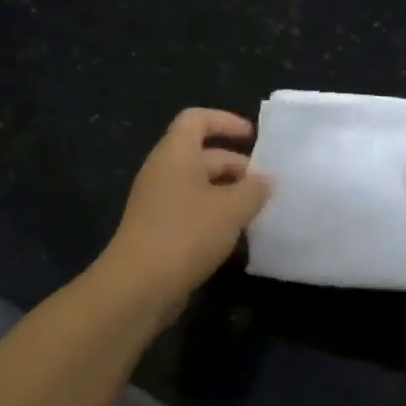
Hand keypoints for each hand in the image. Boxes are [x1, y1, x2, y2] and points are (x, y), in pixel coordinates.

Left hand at [97, 108, 270, 313]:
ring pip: (199, 186)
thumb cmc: (187, 233)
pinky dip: (215, 216)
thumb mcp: (231, 209)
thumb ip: (254, 190)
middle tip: (266, 185)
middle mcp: (163, 172)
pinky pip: (192, 211)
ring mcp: (158, 203)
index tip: (252, 136)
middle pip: (202, 155)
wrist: (139, 285)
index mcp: (175, 154)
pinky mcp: (159, 231)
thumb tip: (266, 180)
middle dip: (236, 166)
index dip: (225, 121)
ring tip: (258, 211)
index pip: (196, 119)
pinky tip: (236, 235)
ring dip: (229, 194)